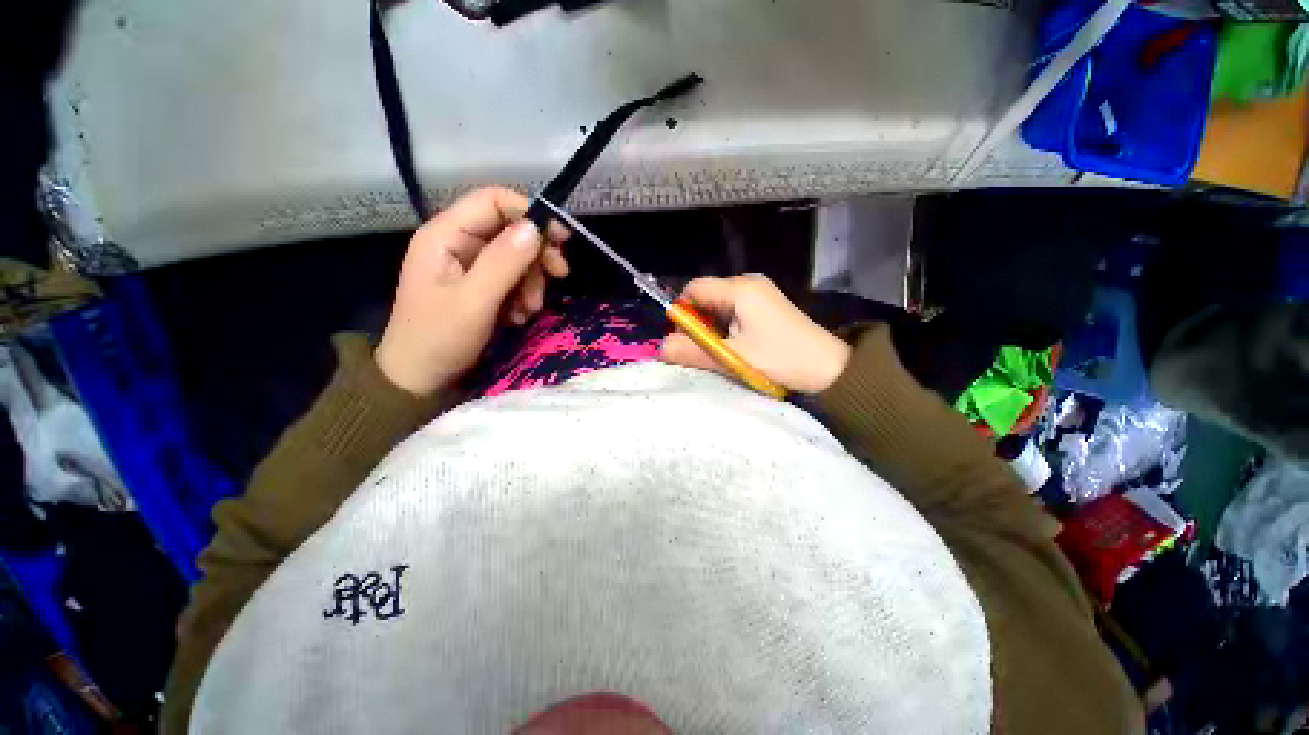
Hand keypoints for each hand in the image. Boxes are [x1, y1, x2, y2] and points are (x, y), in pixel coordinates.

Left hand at [376, 187, 569, 395]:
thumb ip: (503, 262)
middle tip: (559, 276)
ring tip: (529, 309)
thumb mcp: (474, 300)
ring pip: (516, 258)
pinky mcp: (479, 287)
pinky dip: (523, 296)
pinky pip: (512, 280)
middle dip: (536, 255)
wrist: (420, 379)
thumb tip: (536, 227)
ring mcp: (469, 266)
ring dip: (531, 282)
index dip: (530, 213)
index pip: (493, 202)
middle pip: (510, 231)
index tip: (561, 238)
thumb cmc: (439, 338)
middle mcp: (458, 244)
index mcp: (446, 235)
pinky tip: (519, 316)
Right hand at [661, 274, 851, 394]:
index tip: (684, 339)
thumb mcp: (732, 358)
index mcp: (740, 289)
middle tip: (703, 351)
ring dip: (713, 328)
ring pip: (719, 305)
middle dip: (697, 323)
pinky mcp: (767, 305)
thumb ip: (693, 352)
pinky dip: (727, 327)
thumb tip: (660, 349)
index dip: (682, 312)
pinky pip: (734, 310)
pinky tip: (737, 347)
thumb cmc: (780, 359)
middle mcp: (748, 282)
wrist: (830, 369)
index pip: (694, 289)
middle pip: (706, 297)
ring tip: (722, 352)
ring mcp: (760, 292)